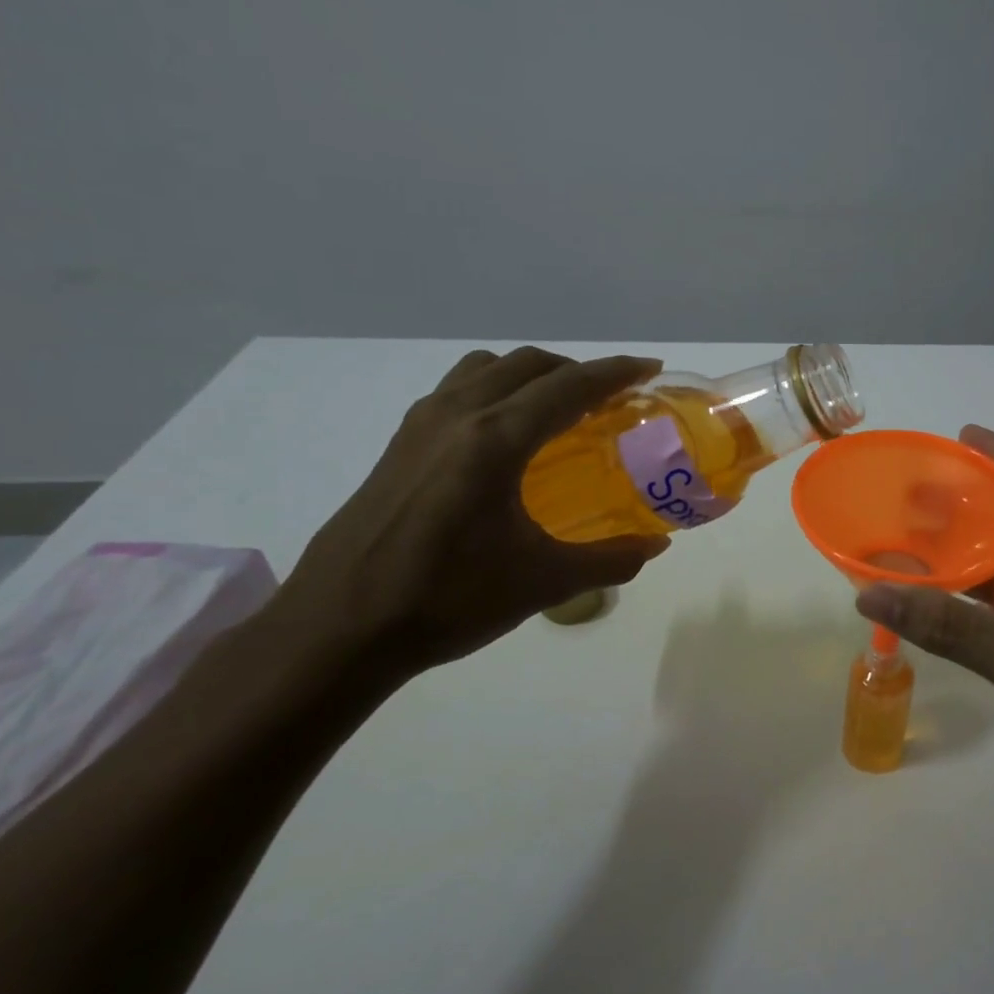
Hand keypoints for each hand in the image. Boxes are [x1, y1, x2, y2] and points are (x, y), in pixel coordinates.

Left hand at [277, 348, 671, 676]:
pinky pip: (458, 391)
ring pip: (487, 370)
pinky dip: (496, 391)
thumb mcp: (543, 583)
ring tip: (557, 412)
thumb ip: (609, 559)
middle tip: (611, 401)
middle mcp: (458, 416)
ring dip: (531, 376)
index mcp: (496, 440)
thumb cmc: (447, 600)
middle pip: (529, 365)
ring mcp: (421, 426)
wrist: (339, 628)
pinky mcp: (399, 445)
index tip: (650, 368)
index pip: (569, 386)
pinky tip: (504, 440)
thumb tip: (655, 546)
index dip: (616, 372)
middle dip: (577, 371)